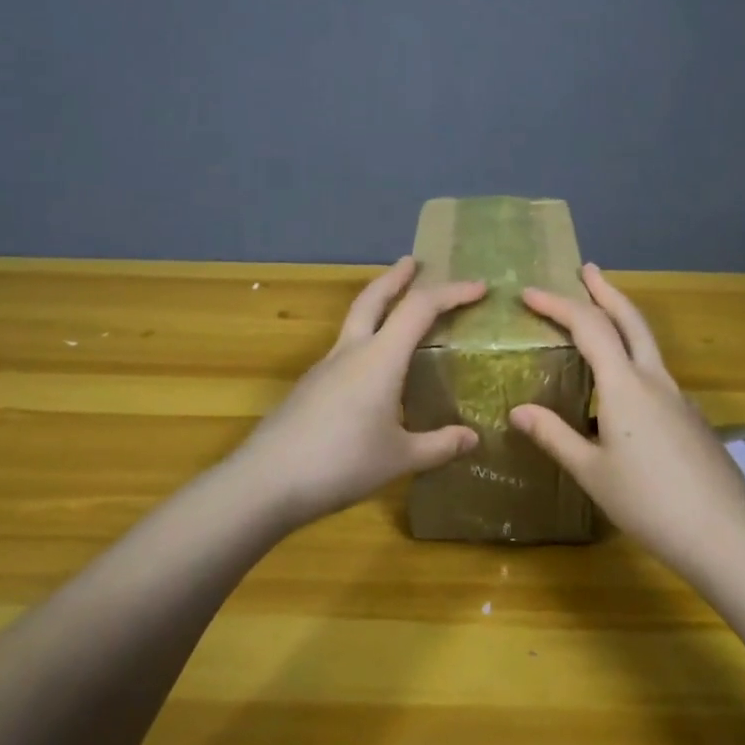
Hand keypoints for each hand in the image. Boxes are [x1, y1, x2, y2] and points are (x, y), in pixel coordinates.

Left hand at [230, 256, 486, 527]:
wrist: (265, 482)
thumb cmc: (341, 464)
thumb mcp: (400, 458)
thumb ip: (438, 446)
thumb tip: (472, 438)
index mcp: (379, 358)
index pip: (420, 308)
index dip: (452, 293)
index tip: (479, 288)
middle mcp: (351, 352)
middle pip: (373, 298)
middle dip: (396, 277)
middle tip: (413, 262)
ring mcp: (324, 368)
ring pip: (354, 322)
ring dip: (377, 306)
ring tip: (396, 313)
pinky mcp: (309, 388)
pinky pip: (344, 351)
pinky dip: (365, 342)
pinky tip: (372, 372)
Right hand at [508, 264, 744, 566]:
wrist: (722, 534)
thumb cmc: (647, 502)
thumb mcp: (591, 472)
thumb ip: (554, 436)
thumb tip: (517, 411)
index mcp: (625, 386)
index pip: (588, 327)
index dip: (557, 305)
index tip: (530, 294)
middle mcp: (655, 380)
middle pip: (631, 319)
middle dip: (606, 291)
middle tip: (587, 270)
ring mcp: (679, 397)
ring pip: (648, 345)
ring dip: (623, 321)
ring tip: (601, 320)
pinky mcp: (691, 418)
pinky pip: (657, 375)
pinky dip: (634, 360)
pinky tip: (623, 391)